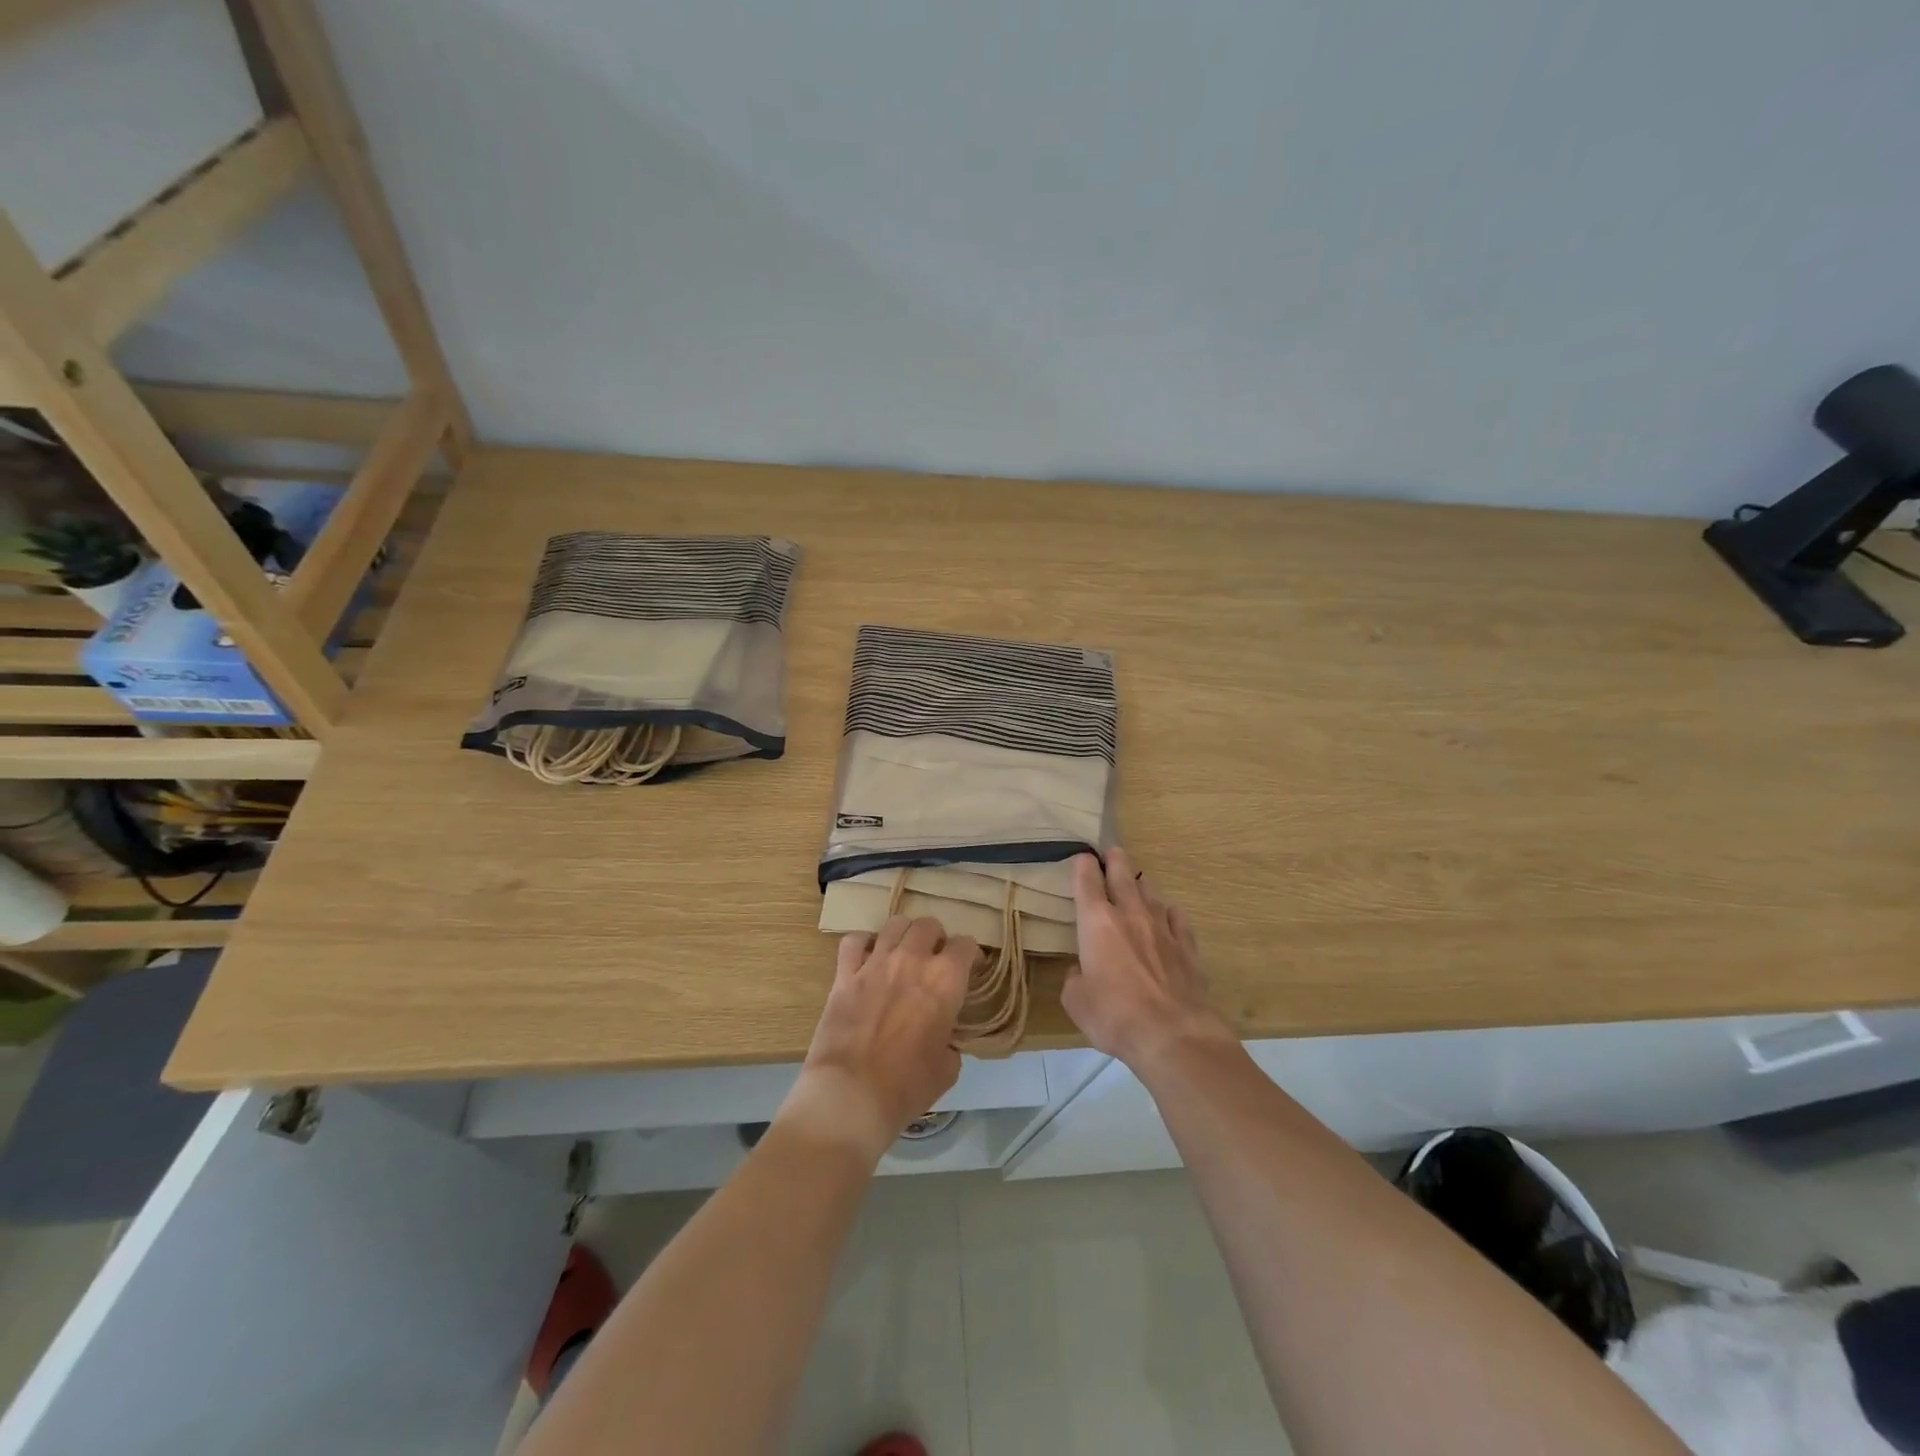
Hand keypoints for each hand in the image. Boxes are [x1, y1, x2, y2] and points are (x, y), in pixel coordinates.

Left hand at [779, 917, 976, 1162]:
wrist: (851, 1094)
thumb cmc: (906, 1086)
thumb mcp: (947, 1069)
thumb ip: (950, 1042)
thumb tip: (943, 1038)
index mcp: (945, 980)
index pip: (966, 945)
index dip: (971, 956)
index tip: (971, 969)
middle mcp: (912, 960)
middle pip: (929, 925)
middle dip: (937, 939)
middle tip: (935, 960)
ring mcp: (875, 963)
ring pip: (895, 924)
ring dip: (904, 935)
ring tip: (903, 953)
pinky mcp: (844, 973)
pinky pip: (854, 941)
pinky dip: (863, 944)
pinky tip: (867, 958)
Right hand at [1063, 848, 1234, 1072]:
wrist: (1173, 1035)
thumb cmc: (1114, 1015)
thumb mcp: (1076, 1001)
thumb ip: (1075, 978)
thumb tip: (1083, 971)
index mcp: (1096, 922)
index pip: (1086, 881)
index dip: (1083, 866)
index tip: (1082, 858)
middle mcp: (1130, 914)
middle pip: (1123, 875)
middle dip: (1116, 860)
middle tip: (1113, 852)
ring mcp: (1163, 927)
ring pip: (1151, 893)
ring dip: (1141, 886)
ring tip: (1137, 884)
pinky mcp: (1187, 946)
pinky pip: (1177, 917)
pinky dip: (1168, 912)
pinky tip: (1167, 915)